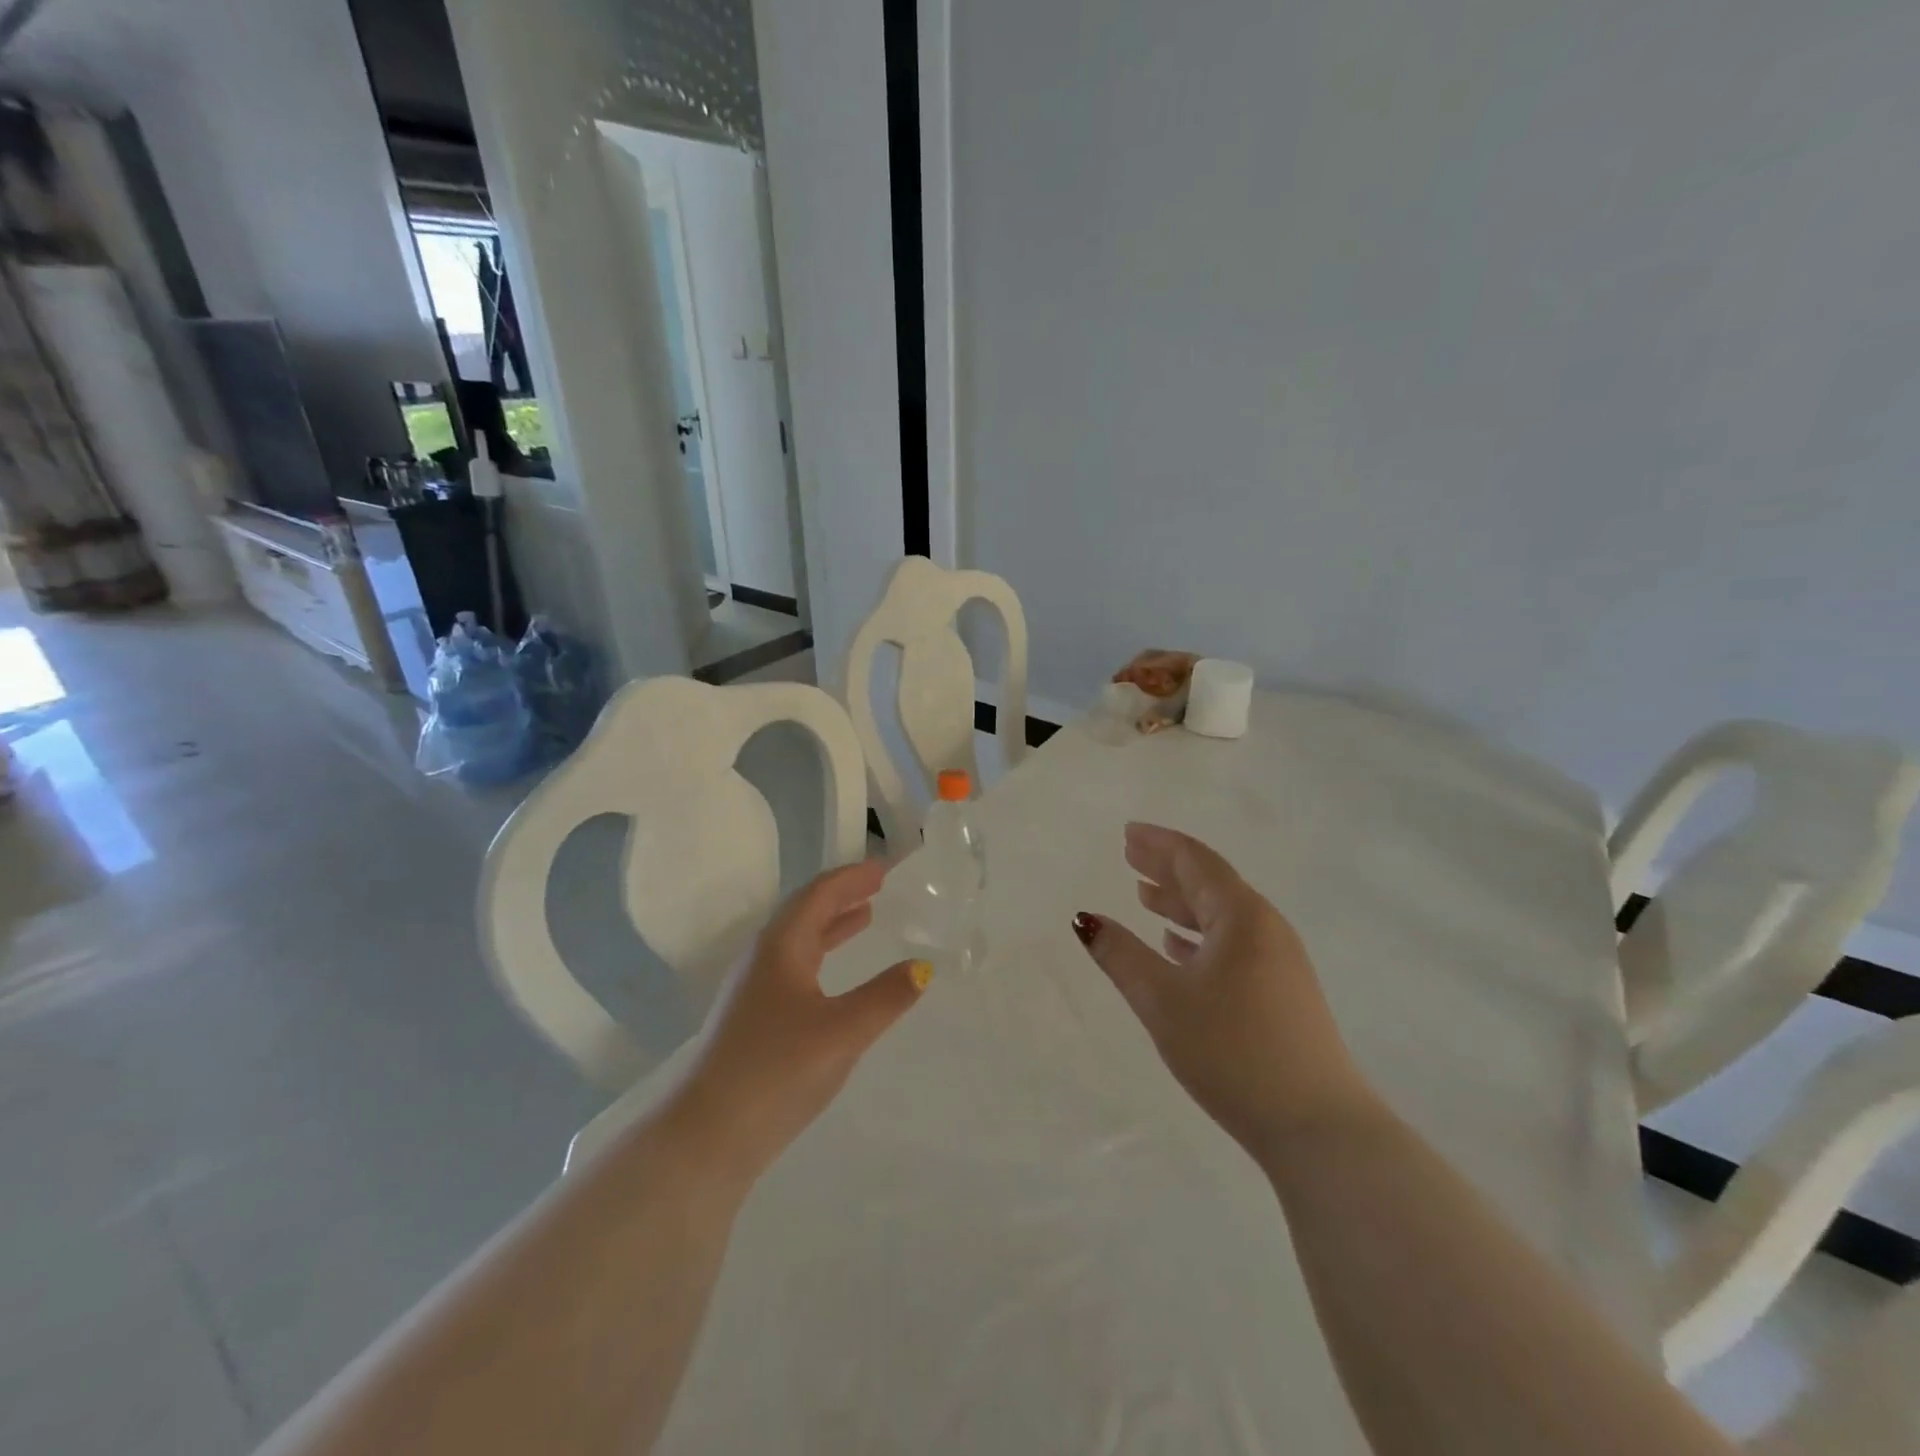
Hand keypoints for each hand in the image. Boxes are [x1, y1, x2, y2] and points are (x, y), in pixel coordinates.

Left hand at [670, 860, 929, 1180]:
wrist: (706, 1137)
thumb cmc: (776, 1071)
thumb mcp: (842, 1031)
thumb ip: (886, 997)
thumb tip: (922, 967)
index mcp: (781, 946)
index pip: (819, 894)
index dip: (852, 877)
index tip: (884, 867)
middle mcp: (763, 958)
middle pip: (806, 912)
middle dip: (843, 896)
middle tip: (878, 886)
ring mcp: (753, 989)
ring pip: (798, 942)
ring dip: (832, 926)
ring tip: (865, 918)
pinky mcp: (752, 1020)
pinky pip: (794, 968)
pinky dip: (821, 957)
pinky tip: (834, 978)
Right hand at [1072, 824, 1373, 1166]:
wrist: (1316, 1126)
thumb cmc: (1232, 1051)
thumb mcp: (1163, 1000)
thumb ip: (1121, 955)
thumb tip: (1084, 919)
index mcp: (1242, 916)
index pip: (1195, 861)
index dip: (1159, 843)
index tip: (1128, 833)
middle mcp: (1265, 928)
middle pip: (1210, 883)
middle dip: (1167, 868)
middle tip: (1130, 856)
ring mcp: (1279, 961)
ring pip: (1222, 916)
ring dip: (1182, 903)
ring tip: (1146, 897)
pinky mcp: (1282, 993)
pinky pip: (1233, 944)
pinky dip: (1200, 936)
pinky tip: (1178, 947)